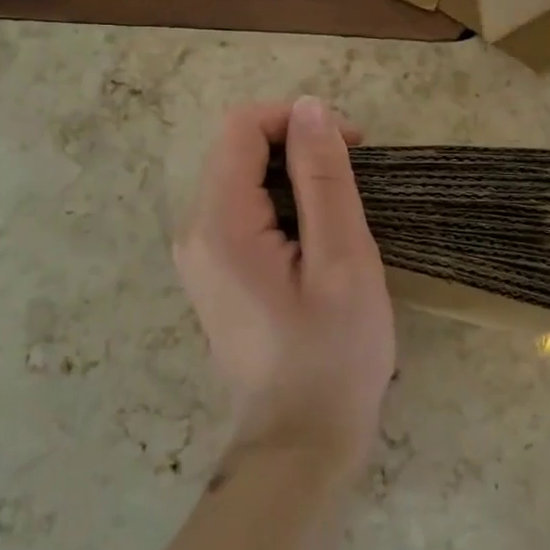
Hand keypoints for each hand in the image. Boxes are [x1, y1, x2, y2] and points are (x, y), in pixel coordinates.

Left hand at [173, 98, 394, 477]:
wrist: (300, 442)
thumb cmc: (333, 353)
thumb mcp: (342, 258)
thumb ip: (324, 177)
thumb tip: (309, 107)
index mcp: (220, 223)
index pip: (242, 127)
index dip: (297, 119)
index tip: (351, 144)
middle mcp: (195, 229)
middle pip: (238, 147)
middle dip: (297, 145)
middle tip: (354, 176)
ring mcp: (200, 252)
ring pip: (243, 175)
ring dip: (294, 173)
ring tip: (342, 211)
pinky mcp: (214, 269)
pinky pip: (243, 207)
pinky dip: (283, 201)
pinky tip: (317, 235)